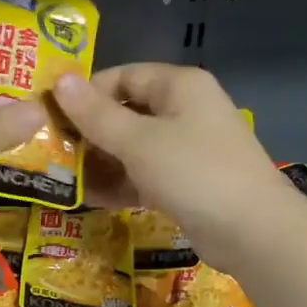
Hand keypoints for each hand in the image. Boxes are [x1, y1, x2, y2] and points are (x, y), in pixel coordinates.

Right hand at [53, 64, 297, 268]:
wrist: (252, 230)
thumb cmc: (193, 172)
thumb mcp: (137, 141)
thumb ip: (96, 114)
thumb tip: (60, 80)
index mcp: (179, 86)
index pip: (123, 76)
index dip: (87, 93)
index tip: (53, 116)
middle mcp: (185, 111)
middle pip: (128, 113)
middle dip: (91, 133)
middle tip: (55, 152)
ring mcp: (188, 149)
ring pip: (135, 147)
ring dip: (102, 162)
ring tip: (67, 180)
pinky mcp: (188, 183)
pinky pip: (146, 175)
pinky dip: (122, 184)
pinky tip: (94, 199)